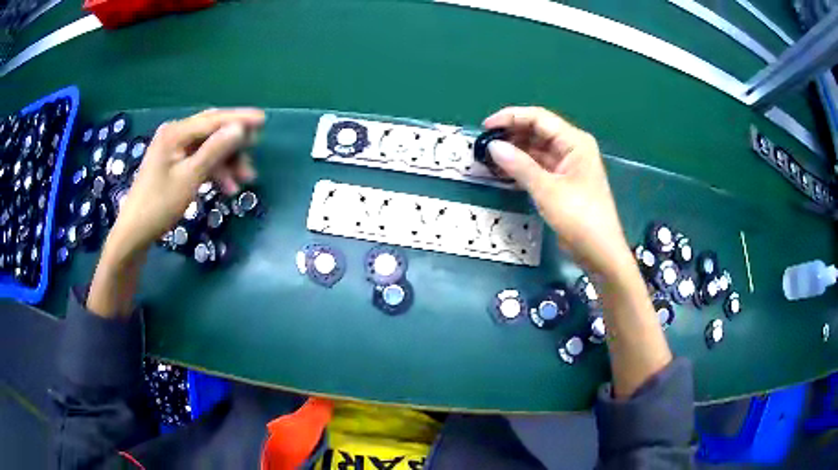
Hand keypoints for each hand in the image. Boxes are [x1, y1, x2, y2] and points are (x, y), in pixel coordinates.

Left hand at [103, 108, 264, 264]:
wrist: (134, 232)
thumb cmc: (159, 205)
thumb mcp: (190, 177)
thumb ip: (215, 150)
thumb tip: (240, 128)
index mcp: (176, 132)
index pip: (213, 120)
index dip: (239, 119)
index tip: (264, 120)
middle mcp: (175, 134)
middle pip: (212, 131)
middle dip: (233, 144)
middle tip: (253, 156)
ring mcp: (173, 149)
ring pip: (208, 147)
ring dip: (226, 162)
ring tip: (243, 182)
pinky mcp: (173, 163)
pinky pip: (199, 160)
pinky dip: (214, 170)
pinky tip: (226, 186)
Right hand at [484, 107, 630, 276]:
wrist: (600, 252)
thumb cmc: (580, 217)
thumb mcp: (547, 190)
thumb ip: (519, 165)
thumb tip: (493, 146)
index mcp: (574, 141)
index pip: (538, 118)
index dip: (511, 118)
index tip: (485, 127)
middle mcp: (572, 148)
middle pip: (537, 131)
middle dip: (511, 135)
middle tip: (484, 145)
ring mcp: (568, 165)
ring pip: (536, 149)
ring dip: (515, 152)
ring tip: (489, 158)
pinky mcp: (563, 182)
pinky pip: (539, 166)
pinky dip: (522, 167)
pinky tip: (504, 171)